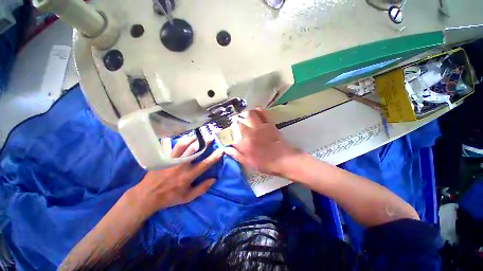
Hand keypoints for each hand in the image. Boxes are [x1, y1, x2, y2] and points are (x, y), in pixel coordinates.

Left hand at [129, 136, 223, 215]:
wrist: (147, 197)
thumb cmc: (170, 197)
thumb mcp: (188, 197)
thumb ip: (202, 188)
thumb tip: (214, 179)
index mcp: (188, 175)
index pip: (205, 164)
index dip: (214, 157)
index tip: (221, 150)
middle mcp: (180, 165)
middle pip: (194, 150)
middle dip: (204, 142)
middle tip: (210, 136)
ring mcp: (170, 160)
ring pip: (182, 145)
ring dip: (191, 138)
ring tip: (197, 135)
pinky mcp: (161, 157)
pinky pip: (165, 145)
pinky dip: (168, 139)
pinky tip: (172, 135)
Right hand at [225, 108, 301, 176]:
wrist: (285, 160)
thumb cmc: (266, 164)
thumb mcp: (249, 163)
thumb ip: (236, 155)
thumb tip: (225, 148)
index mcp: (244, 144)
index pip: (231, 136)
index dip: (227, 135)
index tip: (227, 136)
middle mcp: (250, 133)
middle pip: (238, 122)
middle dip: (233, 122)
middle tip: (234, 124)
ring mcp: (260, 127)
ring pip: (249, 114)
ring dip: (244, 114)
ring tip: (243, 116)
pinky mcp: (269, 124)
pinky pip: (262, 113)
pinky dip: (258, 110)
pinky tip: (256, 111)